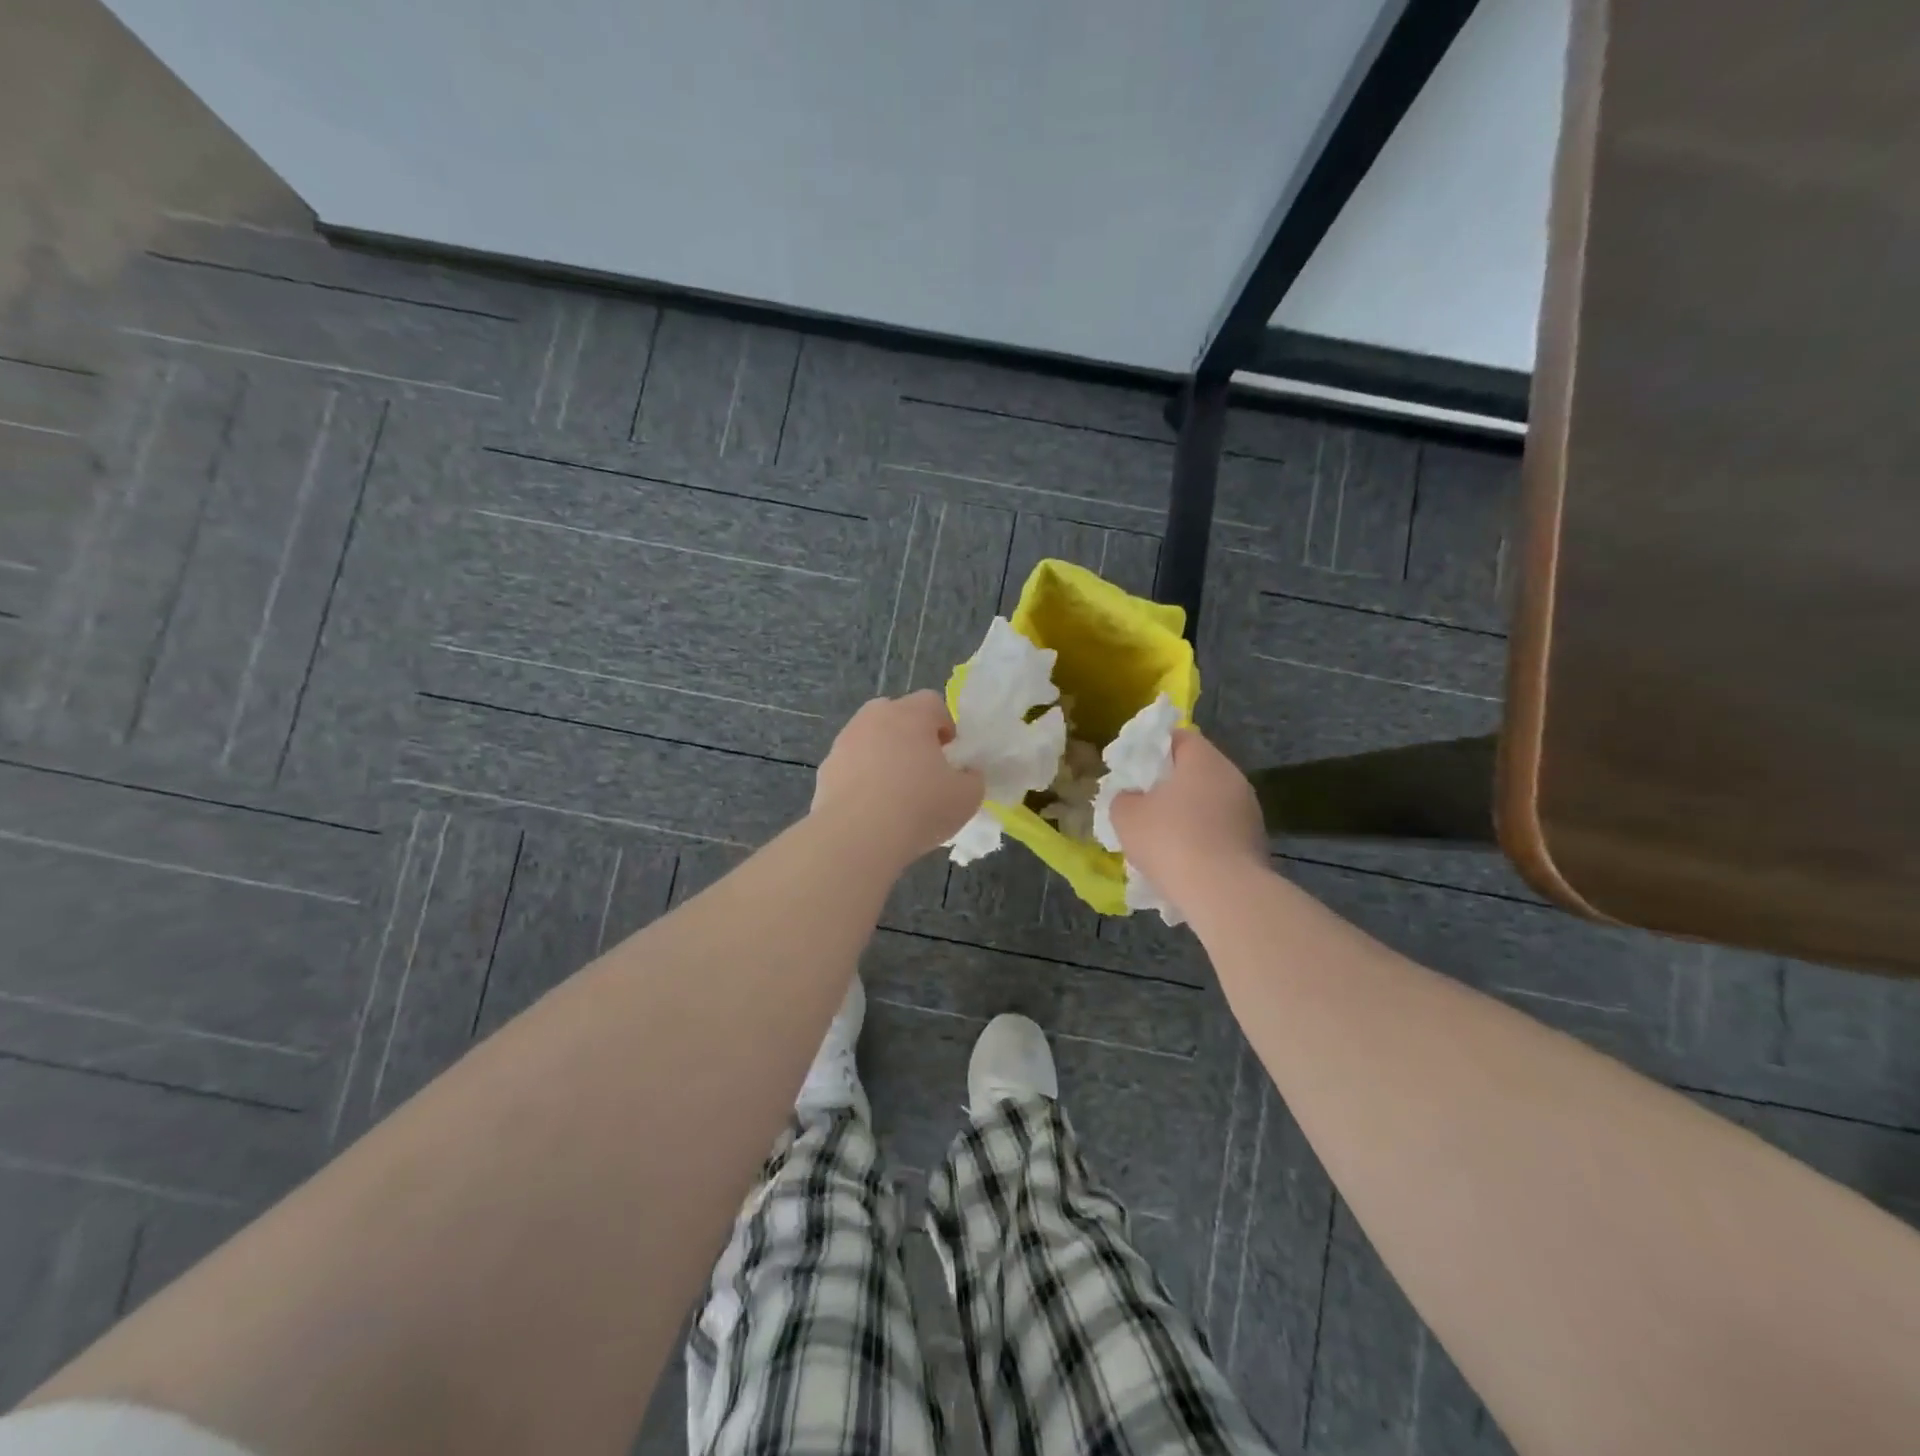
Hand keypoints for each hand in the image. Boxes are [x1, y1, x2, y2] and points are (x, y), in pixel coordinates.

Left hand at [812, 692, 984, 867]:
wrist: (857, 837)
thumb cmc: (920, 807)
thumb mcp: (967, 796)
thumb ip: (972, 778)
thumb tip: (965, 774)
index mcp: (910, 715)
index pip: (932, 702)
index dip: (945, 725)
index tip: (950, 755)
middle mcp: (873, 718)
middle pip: (895, 714)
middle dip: (910, 735)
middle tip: (923, 769)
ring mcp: (844, 742)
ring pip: (869, 739)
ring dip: (883, 756)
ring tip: (894, 793)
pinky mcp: (826, 769)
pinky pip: (850, 766)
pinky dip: (861, 778)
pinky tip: (871, 808)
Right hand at [1108, 729, 1265, 898]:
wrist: (1223, 893)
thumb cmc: (1170, 841)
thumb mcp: (1126, 816)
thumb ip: (1123, 798)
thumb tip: (1131, 797)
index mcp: (1203, 759)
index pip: (1180, 737)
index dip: (1155, 747)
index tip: (1136, 767)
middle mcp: (1232, 776)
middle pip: (1198, 769)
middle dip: (1171, 783)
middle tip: (1145, 801)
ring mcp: (1250, 810)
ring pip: (1211, 801)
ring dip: (1189, 812)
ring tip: (1164, 836)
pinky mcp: (1257, 842)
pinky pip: (1222, 829)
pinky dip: (1204, 837)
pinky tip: (1186, 859)